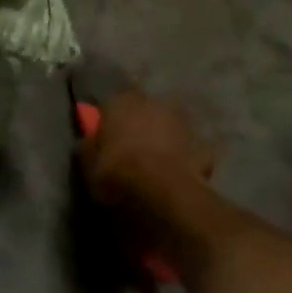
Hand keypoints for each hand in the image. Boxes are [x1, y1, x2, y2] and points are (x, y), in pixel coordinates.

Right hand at [80, 89, 215, 208]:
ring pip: (168, 127)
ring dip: (164, 138)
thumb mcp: (88, 163)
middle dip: (140, 126)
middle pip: (143, 112)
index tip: (108, 140)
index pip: (111, 105)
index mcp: (120, 101)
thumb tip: (90, 142)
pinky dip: (186, 159)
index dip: (111, 123)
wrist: (163, 191)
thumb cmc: (118, 171)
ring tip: (158, 163)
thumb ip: (89, 148)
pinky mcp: (202, 144)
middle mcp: (152, 102)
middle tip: (134, 150)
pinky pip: (191, 150)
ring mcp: (181, 122)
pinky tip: (180, 175)